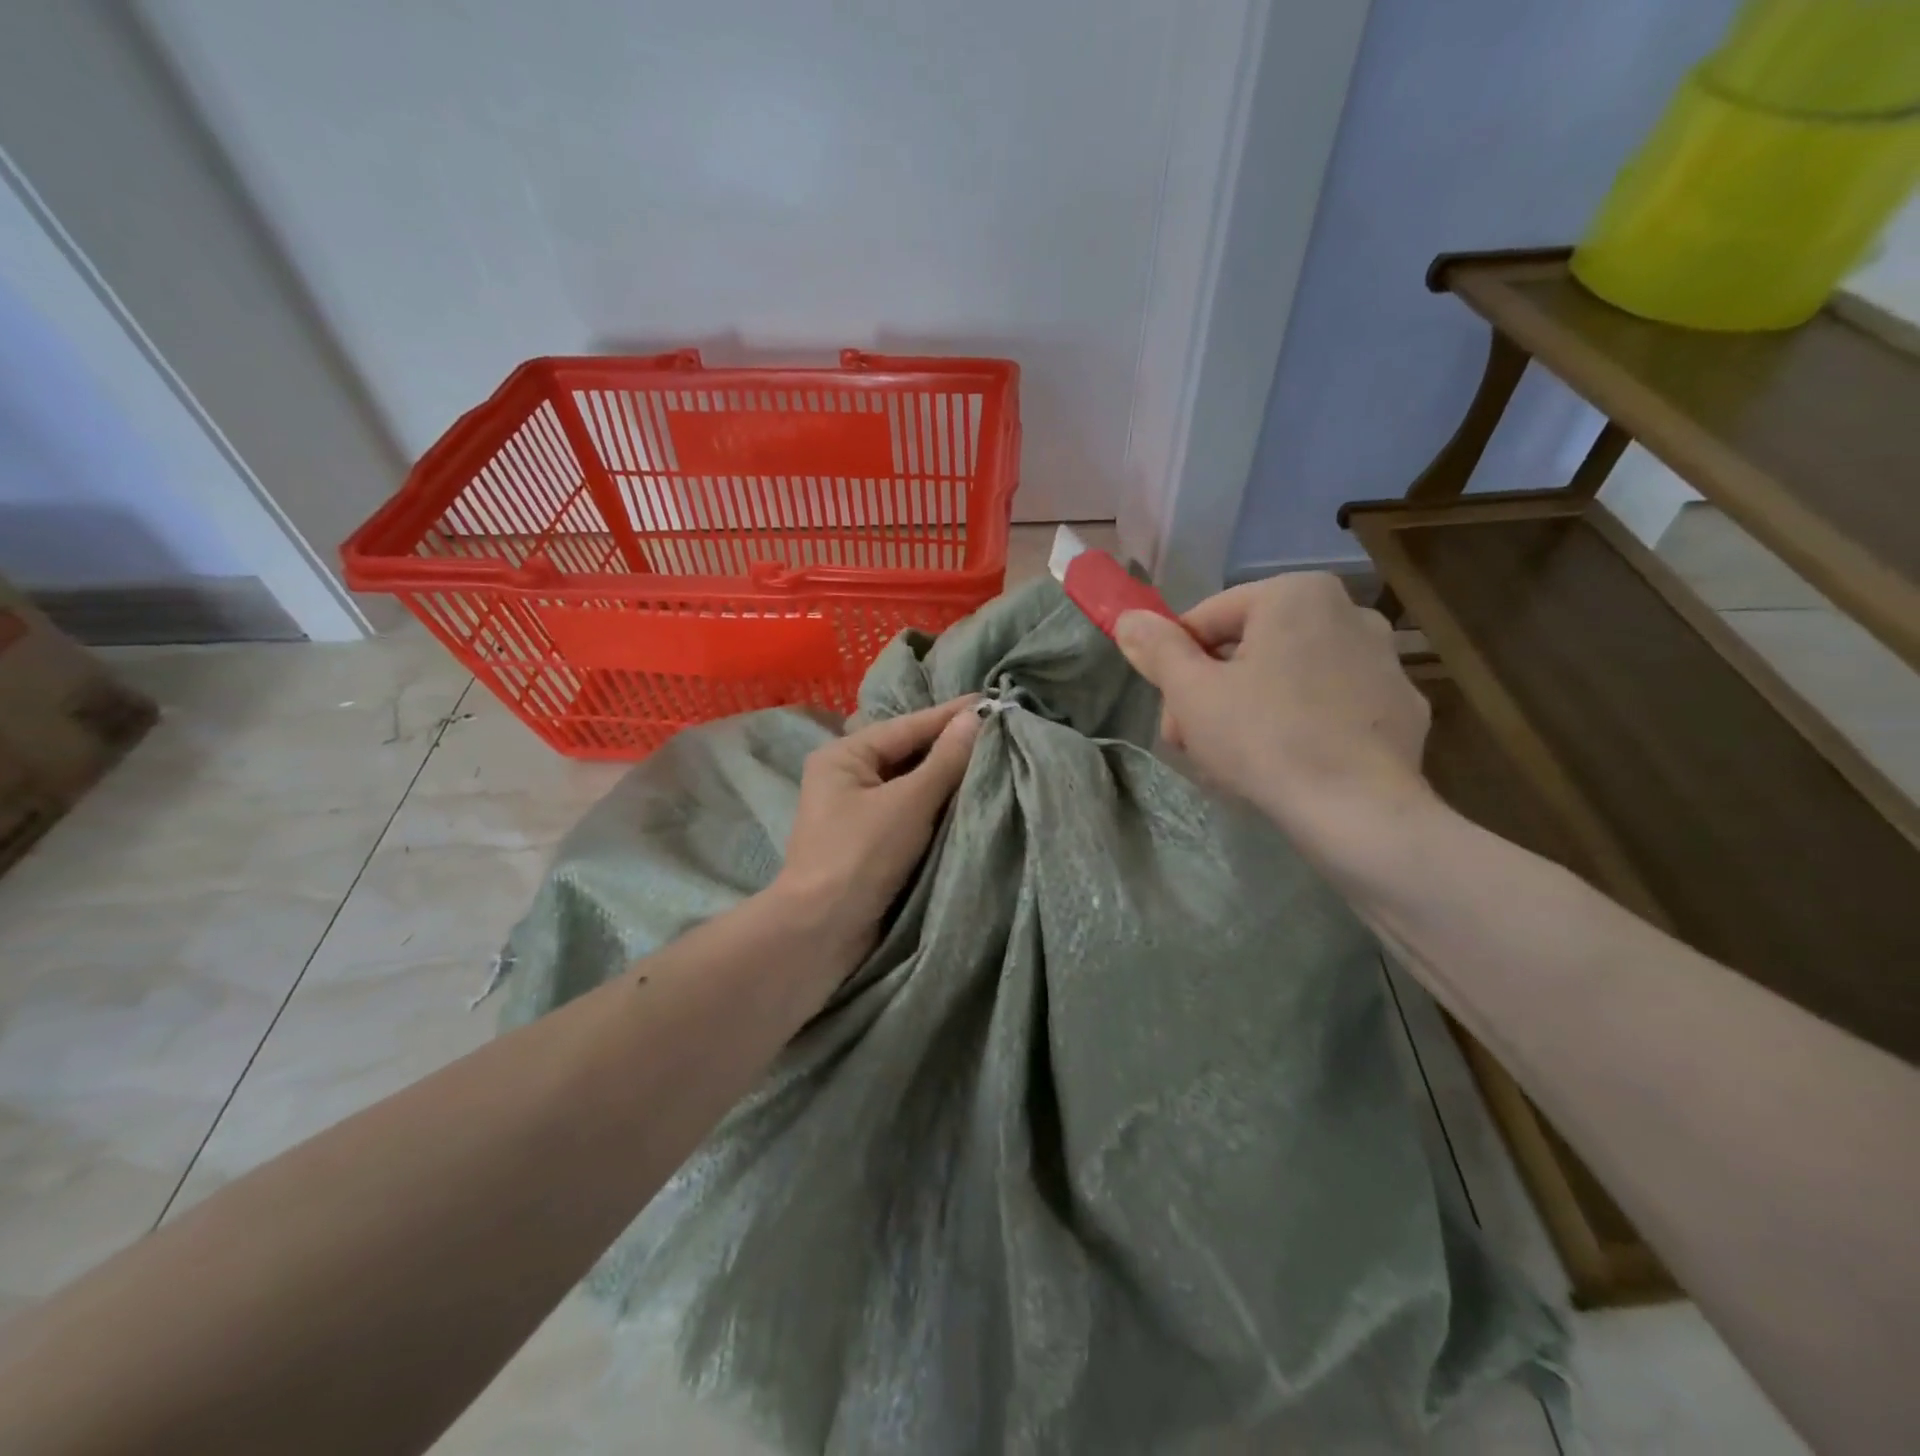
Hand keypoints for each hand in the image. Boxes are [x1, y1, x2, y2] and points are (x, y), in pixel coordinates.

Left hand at [769, 697, 982, 957]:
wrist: (821, 933)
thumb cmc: (860, 856)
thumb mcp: (908, 803)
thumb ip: (945, 760)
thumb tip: (977, 717)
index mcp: (845, 756)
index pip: (909, 726)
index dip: (953, 715)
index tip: (995, 700)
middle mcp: (848, 776)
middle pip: (909, 753)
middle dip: (953, 746)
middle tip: (1003, 732)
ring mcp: (858, 811)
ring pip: (912, 784)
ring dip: (949, 777)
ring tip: (997, 760)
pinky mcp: (871, 842)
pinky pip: (912, 812)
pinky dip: (939, 806)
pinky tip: (971, 799)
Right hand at [1114, 574, 1431, 839]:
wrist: (1357, 811)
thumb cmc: (1264, 738)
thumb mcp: (1192, 692)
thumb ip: (1158, 649)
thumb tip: (1130, 618)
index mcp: (1295, 594)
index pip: (1208, 619)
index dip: (1176, 665)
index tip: (1171, 712)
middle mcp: (1347, 611)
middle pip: (1250, 648)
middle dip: (1213, 692)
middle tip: (1193, 742)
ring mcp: (1383, 661)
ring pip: (1289, 677)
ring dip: (1250, 710)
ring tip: (1233, 761)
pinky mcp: (1401, 707)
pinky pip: (1329, 705)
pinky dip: (1300, 725)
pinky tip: (1285, 765)